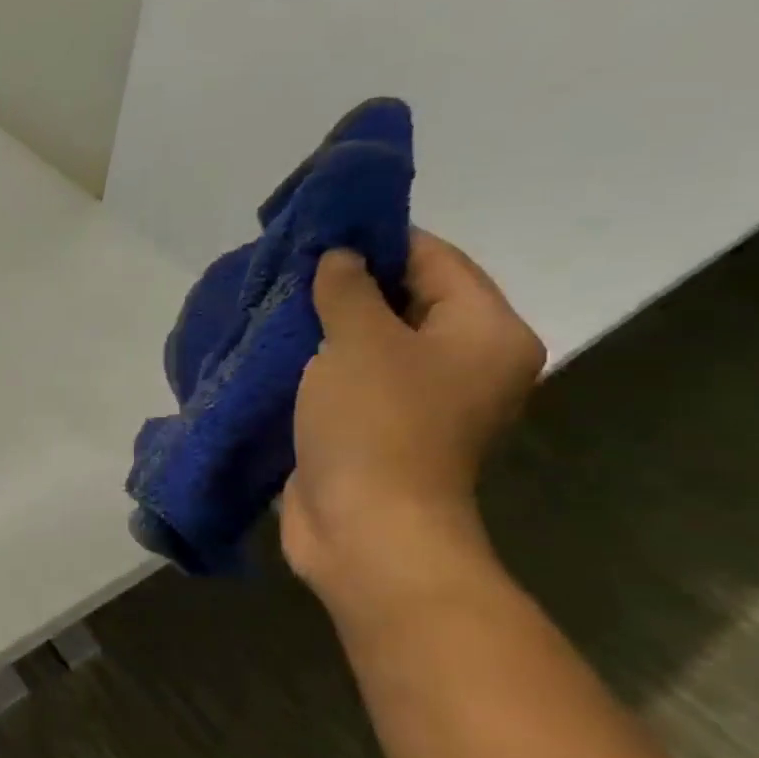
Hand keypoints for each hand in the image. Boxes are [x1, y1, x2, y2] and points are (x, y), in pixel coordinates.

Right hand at [281, 231, 544, 616]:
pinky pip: (350, 378)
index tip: (321, 228)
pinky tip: (276, 348)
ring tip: (274, 302)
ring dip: (327, 325)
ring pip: (372, 342)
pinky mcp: (378, 429)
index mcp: (484, 333)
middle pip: (406, 300)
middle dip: (347, 282)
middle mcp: (464, 363)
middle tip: (289, 266)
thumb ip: (347, 288)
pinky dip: (318, 363)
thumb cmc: (376, 424)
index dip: (379, 238)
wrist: (366, 529)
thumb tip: (338, 258)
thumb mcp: (359, 340)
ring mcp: (420, 401)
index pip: (436, 260)